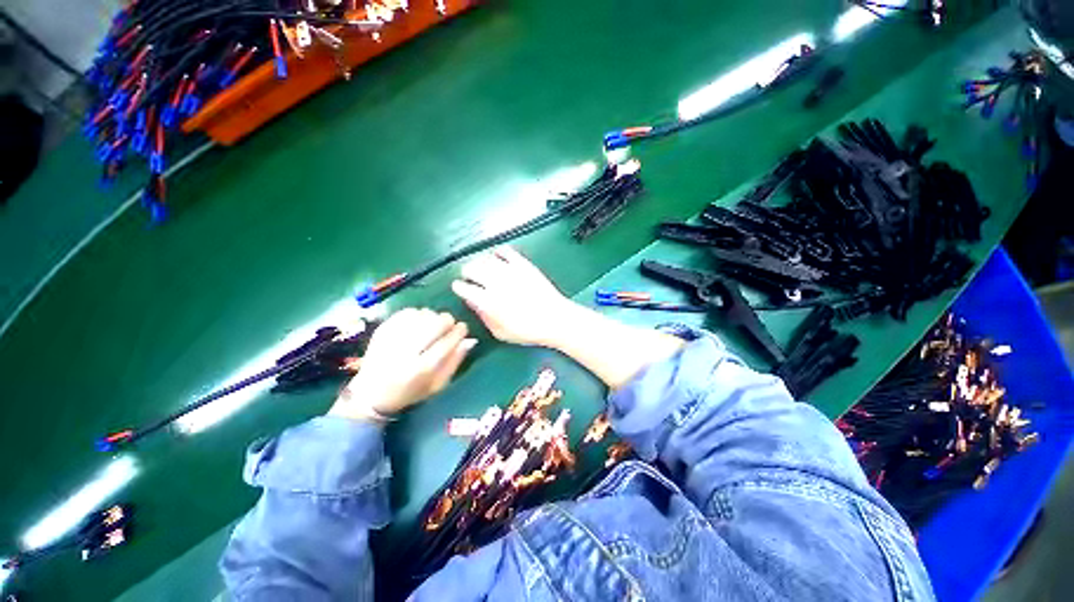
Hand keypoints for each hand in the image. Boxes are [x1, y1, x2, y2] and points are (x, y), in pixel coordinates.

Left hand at [330, 309, 475, 421]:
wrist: (371, 394)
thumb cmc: (410, 392)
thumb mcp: (437, 385)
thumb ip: (455, 362)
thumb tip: (470, 340)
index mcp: (422, 369)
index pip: (448, 342)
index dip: (460, 331)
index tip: (463, 328)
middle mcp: (406, 353)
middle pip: (435, 324)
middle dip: (448, 320)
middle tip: (449, 324)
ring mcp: (392, 340)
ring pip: (422, 315)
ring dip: (433, 316)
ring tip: (433, 324)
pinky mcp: (381, 331)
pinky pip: (406, 313)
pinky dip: (417, 313)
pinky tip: (419, 321)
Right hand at [451, 246, 573, 346]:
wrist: (555, 318)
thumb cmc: (528, 330)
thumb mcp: (501, 332)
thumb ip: (484, 317)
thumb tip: (473, 303)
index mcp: (488, 301)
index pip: (465, 288)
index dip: (459, 287)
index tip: (459, 287)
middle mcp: (496, 283)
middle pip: (472, 268)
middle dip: (467, 272)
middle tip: (469, 276)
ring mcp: (510, 271)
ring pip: (486, 259)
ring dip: (480, 262)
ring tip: (482, 267)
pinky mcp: (523, 264)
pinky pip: (506, 251)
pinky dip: (499, 252)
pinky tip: (498, 256)